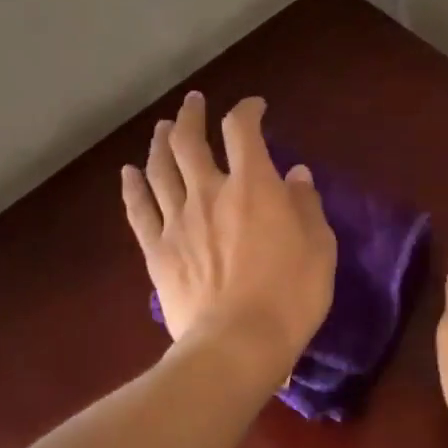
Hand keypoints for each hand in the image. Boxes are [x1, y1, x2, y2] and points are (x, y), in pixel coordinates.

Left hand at [122, 92, 336, 388]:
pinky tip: (128, 173)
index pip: (242, 130)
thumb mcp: (319, 248)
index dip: (246, 110)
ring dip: (160, 142)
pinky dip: (132, 187)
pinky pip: (139, 210)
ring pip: (160, 168)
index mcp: (252, 186)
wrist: (237, 344)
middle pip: (189, 140)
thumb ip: (306, 206)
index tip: (254, 108)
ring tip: (162, 128)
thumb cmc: (290, 296)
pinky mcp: (157, 250)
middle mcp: (209, 192)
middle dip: (191, 115)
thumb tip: (296, 174)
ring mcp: (177, 220)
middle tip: (193, 103)